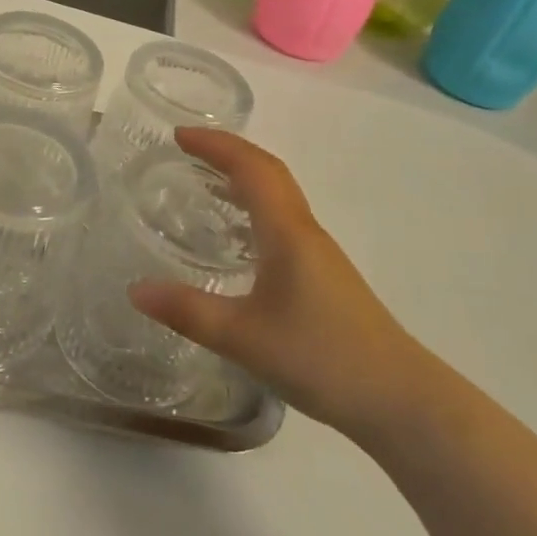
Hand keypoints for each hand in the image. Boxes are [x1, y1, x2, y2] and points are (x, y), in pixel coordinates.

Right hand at [130, 128, 431, 443]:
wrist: (402, 400)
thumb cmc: (322, 358)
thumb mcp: (244, 337)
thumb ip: (188, 312)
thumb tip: (134, 290)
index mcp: (287, 232)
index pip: (251, 168)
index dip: (216, 145)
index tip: (179, 135)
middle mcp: (304, 232)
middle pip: (269, 172)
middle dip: (228, 152)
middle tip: (187, 150)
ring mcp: (319, 254)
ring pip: (279, 196)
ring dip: (244, 177)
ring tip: (205, 182)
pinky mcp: (324, 277)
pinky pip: (283, 221)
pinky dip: (255, 207)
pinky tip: (238, 237)